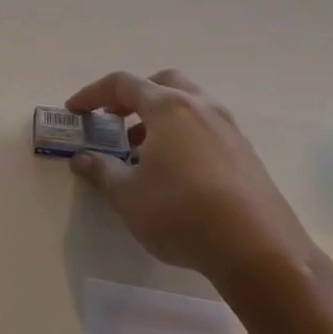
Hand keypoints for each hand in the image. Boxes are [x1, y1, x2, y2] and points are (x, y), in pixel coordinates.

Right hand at [65, 69, 319, 290]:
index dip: (92, 94)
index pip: (123, 84)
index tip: (74, 111)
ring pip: (189, 105)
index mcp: (168, 108)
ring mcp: (229, 130)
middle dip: (134, 97)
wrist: (258, 250)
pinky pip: (206, 130)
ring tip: (140, 152)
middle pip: (164, 83)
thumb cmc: (180, 212)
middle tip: (114, 121)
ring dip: (160, 118)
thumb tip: (83, 159)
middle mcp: (202, 108)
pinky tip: (173, 173)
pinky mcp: (246, 155)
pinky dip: (182, 136)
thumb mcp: (127, 195)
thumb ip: (101, 170)